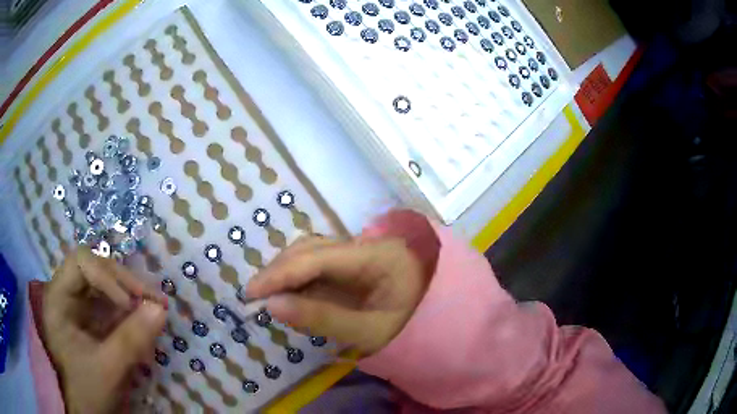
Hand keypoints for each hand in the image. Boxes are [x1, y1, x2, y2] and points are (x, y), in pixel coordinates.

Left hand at [41, 248, 167, 413]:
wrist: (91, 412)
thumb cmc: (89, 390)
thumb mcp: (109, 368)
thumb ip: (132, 339)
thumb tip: (160, 309)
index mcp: (58, 299)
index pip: (80, 264)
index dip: (106, 275)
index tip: (130, 303)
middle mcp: (66, 294)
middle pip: (95, 269)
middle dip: (124, 283)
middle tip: (153, 300)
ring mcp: (79, 305)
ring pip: (106, 283)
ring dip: (131, 294)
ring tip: (154, 309)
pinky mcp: (92, 318)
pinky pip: (112, 303)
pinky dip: (130, 310)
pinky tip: (145, 322)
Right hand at [246, 219, 437, 354]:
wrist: (443, 323)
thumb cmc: (413, 330)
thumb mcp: (369, 332)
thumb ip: (321, 318)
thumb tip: (273, 305)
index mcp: (377, 256)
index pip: (318, 257)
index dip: (281, 273)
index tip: (252, 292)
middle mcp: (367, 244)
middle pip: (312, 248)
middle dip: (279, 269)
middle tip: (256, 295)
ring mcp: (362, 250)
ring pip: (314, 251)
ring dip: (287, 270)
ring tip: (269, 293)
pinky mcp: (357, 260)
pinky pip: (321, 261)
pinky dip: (301, 275)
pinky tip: (291, 290)